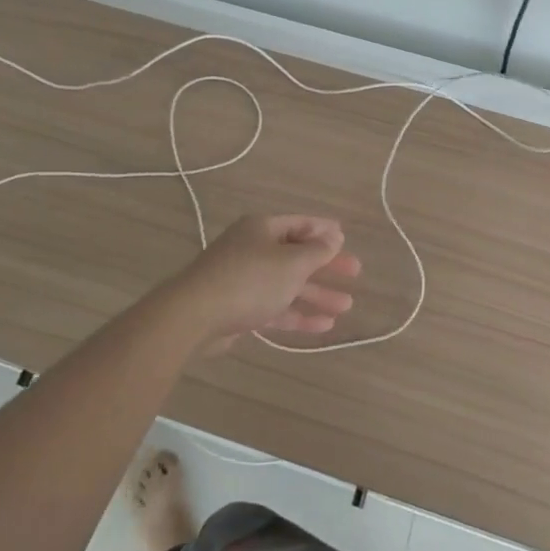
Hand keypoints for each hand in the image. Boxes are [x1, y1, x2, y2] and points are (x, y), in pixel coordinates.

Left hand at [161, 215, 361, 349]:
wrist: (195, 315)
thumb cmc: (250, 280)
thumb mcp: (291, 263)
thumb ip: (316, 252)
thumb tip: (333, 237)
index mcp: (262, 229)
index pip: (299, 224)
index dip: (324, 230)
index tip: (345, 238)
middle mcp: (252, 249)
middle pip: (295, 254)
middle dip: (326, 265)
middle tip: (354, 273)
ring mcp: (244, 279)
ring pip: (287, 284)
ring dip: (316, 294)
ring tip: (346, 306)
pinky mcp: (239, 308)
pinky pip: (275, 306)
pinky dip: (298, 314)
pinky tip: (323, 326)